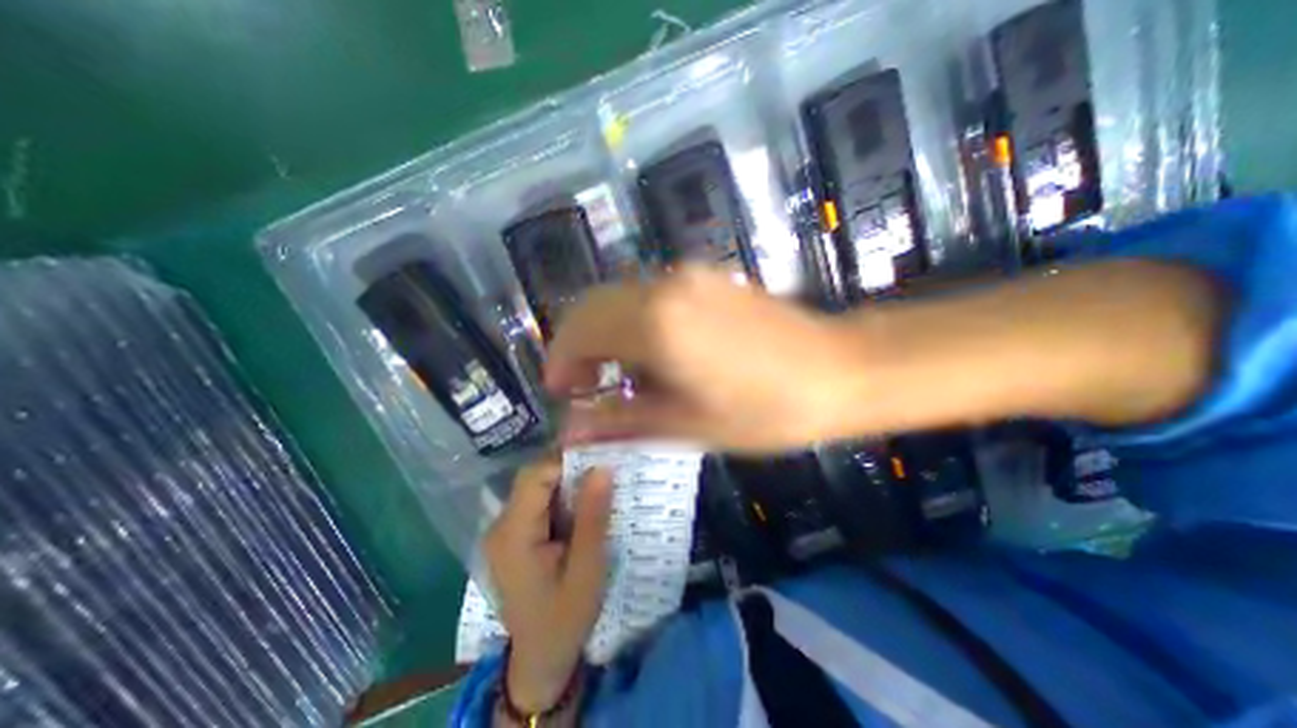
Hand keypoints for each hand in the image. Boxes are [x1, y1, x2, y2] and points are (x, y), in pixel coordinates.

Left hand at [481, 458, 613, 713]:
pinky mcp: (512, 535)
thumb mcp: (587, 568)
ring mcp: (504, 530)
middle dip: (569, 470)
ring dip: (567, 482)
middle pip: (533, 478)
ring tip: (597, 485)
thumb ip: (592, 516)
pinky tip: (581, 505)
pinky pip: (537, 502)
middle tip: (604, 472)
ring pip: (536, 487)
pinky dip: (561, 496)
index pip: (535, 476)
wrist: (541, 658)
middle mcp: (501, 526)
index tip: (600, 461)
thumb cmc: (566, 616)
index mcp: (514, 534)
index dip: (567, 462)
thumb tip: (602, 467)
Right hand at [543, 264, 863, 452]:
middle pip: (592, 305)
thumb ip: (623, 420)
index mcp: (655, 323)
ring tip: (617, 376)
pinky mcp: (707, 278)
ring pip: (618, 296)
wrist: (841, 370)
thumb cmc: (765, 410)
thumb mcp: (688, 424)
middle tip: (585, 387)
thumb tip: (572, 429)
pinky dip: (631, 321)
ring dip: (604, 333)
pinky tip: (651, 353)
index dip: (560, 361)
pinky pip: (648, 293)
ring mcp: (688, 276)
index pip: (579, 330)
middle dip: (577, 346)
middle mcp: (664, 286)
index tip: (563, 393)